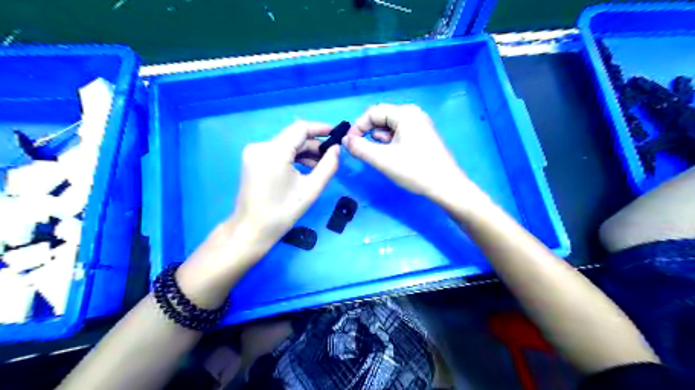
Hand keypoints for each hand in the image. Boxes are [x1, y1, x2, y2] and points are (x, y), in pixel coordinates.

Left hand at [232, 120, 340, 247]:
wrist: (251, 230)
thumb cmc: (282, 213)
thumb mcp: (310, 190)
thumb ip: (328, 166)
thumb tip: (337, 148)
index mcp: (273, 152)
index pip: (300, 128)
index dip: (320, 128)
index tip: (336, 134)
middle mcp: (261, 146)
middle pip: (293, 137)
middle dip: (313, 145)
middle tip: (331, 157)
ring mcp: (254, 152)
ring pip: (286, 144)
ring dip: (304, 152)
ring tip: (320, 167)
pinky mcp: (252, 159)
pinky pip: (277, 152)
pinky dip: (292, 157)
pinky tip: (304, 169)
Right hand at [342, 103, 471, 200]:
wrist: (446, 186)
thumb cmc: (414, 170)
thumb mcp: (383, 159)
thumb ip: (360, 148)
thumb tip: (345, 140)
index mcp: (405, 113)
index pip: (373, 112)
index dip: (358, 126)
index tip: (350, 144)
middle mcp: (413, 114)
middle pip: (382, 118)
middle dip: (369, 133)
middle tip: (363, 151)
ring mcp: (420, 125)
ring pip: (390, 127)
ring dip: (379, 140)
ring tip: (379, 157)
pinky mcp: (423, 136)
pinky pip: (400, 134)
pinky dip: (390, 143)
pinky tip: (391, 157)